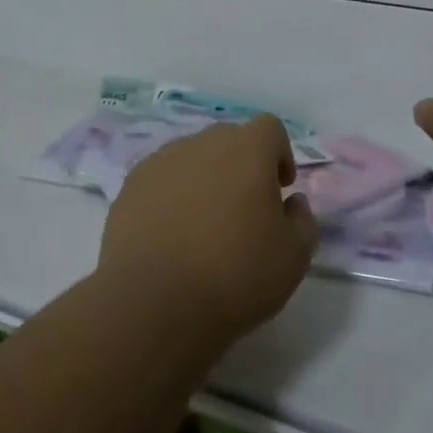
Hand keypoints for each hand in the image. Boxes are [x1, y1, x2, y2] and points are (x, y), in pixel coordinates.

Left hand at [98, 116, 316, 344]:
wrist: (153, 304)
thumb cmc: (234, 276)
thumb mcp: (294, 258)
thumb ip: (303, 221)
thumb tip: (292, 203)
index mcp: (247, 150)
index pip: (269, 128)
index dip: (279, 154)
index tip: (279, 189)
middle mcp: (202, 143)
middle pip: (229, 140)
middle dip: (241, 166)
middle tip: (244, 210)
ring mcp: (161, 162)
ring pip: (192, 158)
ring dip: (204, 180)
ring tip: (203, 226)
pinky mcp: (130, 187)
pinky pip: (161, 180)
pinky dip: (171, 197)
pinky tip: (171, 236)